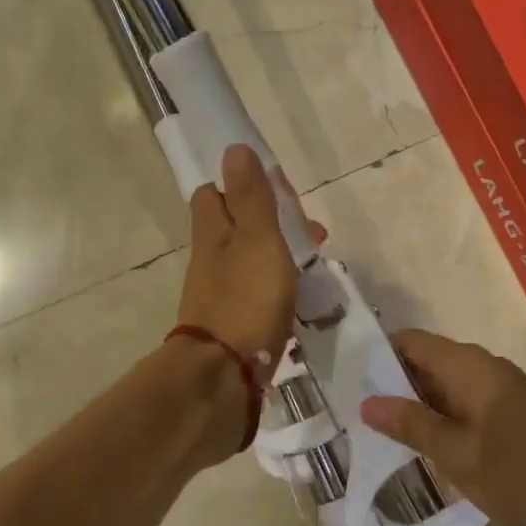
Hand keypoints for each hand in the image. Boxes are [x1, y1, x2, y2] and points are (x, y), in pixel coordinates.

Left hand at [175, 144, 320, 375]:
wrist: (223, 377)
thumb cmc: (244, 301)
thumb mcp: (256, 240)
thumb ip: (250, 198)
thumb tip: (233, 148)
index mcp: (212, 233)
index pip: (214, 194)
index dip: (242, 185)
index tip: (278, 191)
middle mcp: (210, 260)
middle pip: (235, 228)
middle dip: (270, 223)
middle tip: (311, 234)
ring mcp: (219, 295)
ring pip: (248, 261)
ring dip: (278, 256)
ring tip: (315, 266)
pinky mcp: (232, 325)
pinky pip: (255, 294)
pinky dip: (276, 288)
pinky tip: (300, 300)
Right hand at [358, 329, 525, 525]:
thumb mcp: (460, 455)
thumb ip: (413, 426)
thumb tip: (367, 402)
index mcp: (466, 367)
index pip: (409, 342)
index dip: (376, 355)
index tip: (346, 380)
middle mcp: (482, 369)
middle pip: (426, 363)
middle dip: (392, 386)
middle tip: (356, 416)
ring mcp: (502, 393)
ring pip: (446, 389)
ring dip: (418, 408)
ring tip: (383, 437)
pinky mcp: (516, 416)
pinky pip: (466, 408)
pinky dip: (444, 423)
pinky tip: (430, 451)